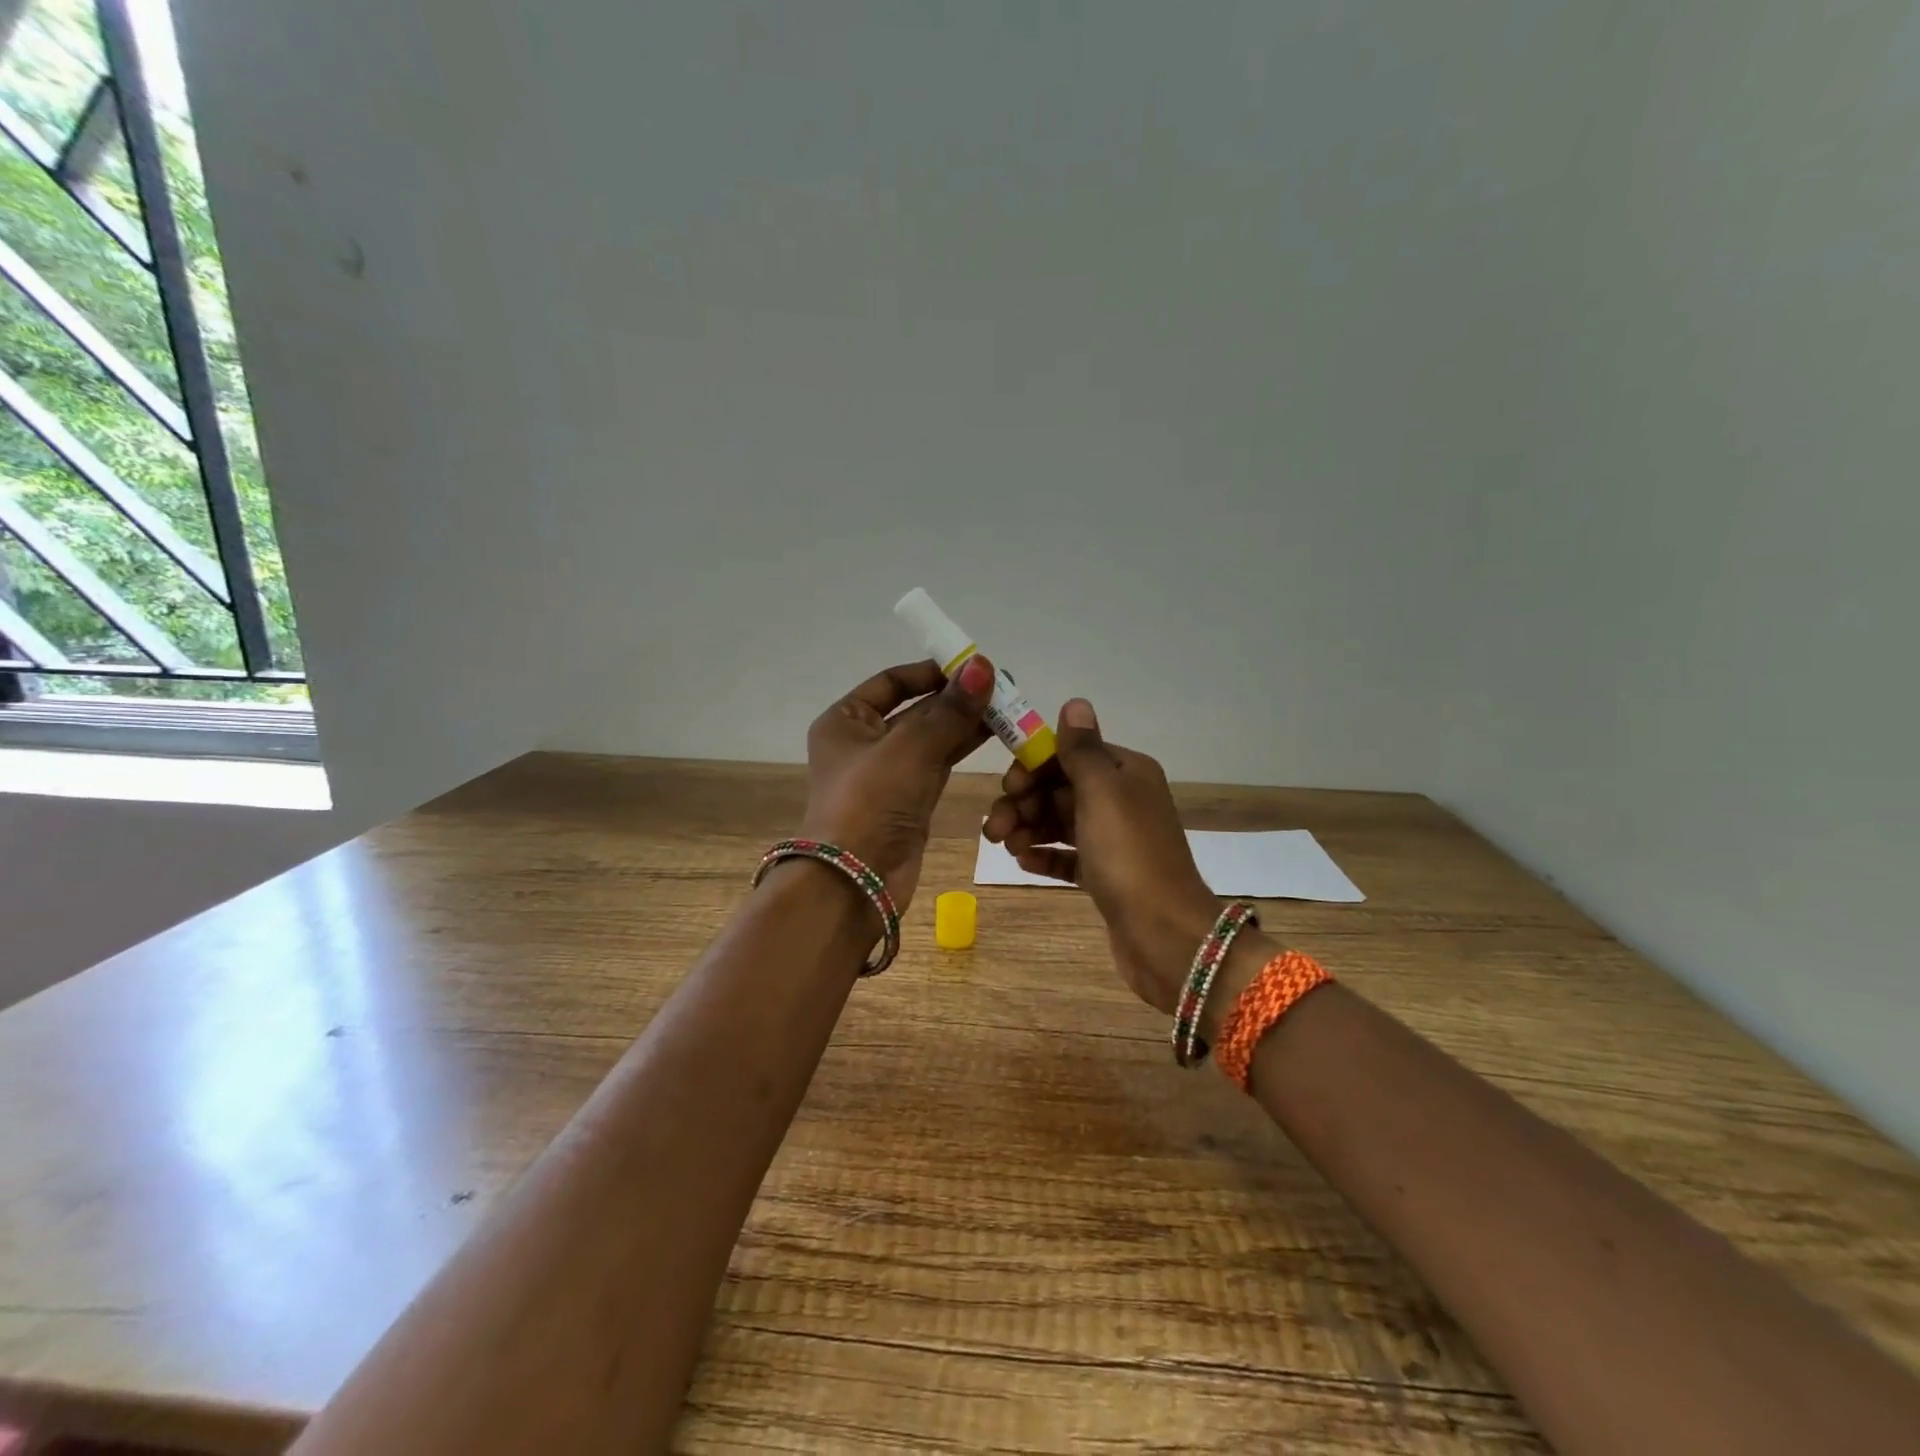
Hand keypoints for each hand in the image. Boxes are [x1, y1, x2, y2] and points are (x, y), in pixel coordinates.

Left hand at [799, 654, 995, 912]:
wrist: (856, 881)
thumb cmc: (871, 802)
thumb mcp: (911, 747)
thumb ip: (950, 708)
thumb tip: (982, 664)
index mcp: (846, 720)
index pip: (892, 682)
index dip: (932, 672)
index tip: (973, 666)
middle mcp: (864, 742)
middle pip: (916, 708)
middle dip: (957, 697)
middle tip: (1004, 686)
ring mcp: (888, 773)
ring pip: (932, 737)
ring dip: (966, 722)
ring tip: (1009, 707)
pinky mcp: (909, 800)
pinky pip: (939, 763)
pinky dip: (963, 748)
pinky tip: (995, 734)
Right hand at [983, 699, 1219, 1014]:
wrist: (1166, 936)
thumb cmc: (1129, 855)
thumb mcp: (1103, 792)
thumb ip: (1082, 749)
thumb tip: (1075, 702)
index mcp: (1127, 772)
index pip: (1070, 754)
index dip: (1034, 767)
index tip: (1009, 788)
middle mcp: (1123, 800)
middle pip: (1060, 788)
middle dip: (1024, 802)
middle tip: (994, 827)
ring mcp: (1115, 840)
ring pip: (1060, 822)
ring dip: (1028, 827)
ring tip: (1003, 846)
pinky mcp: (1107, 876)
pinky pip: (1068, 856)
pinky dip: (1044, 855)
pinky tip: (1022, 862)